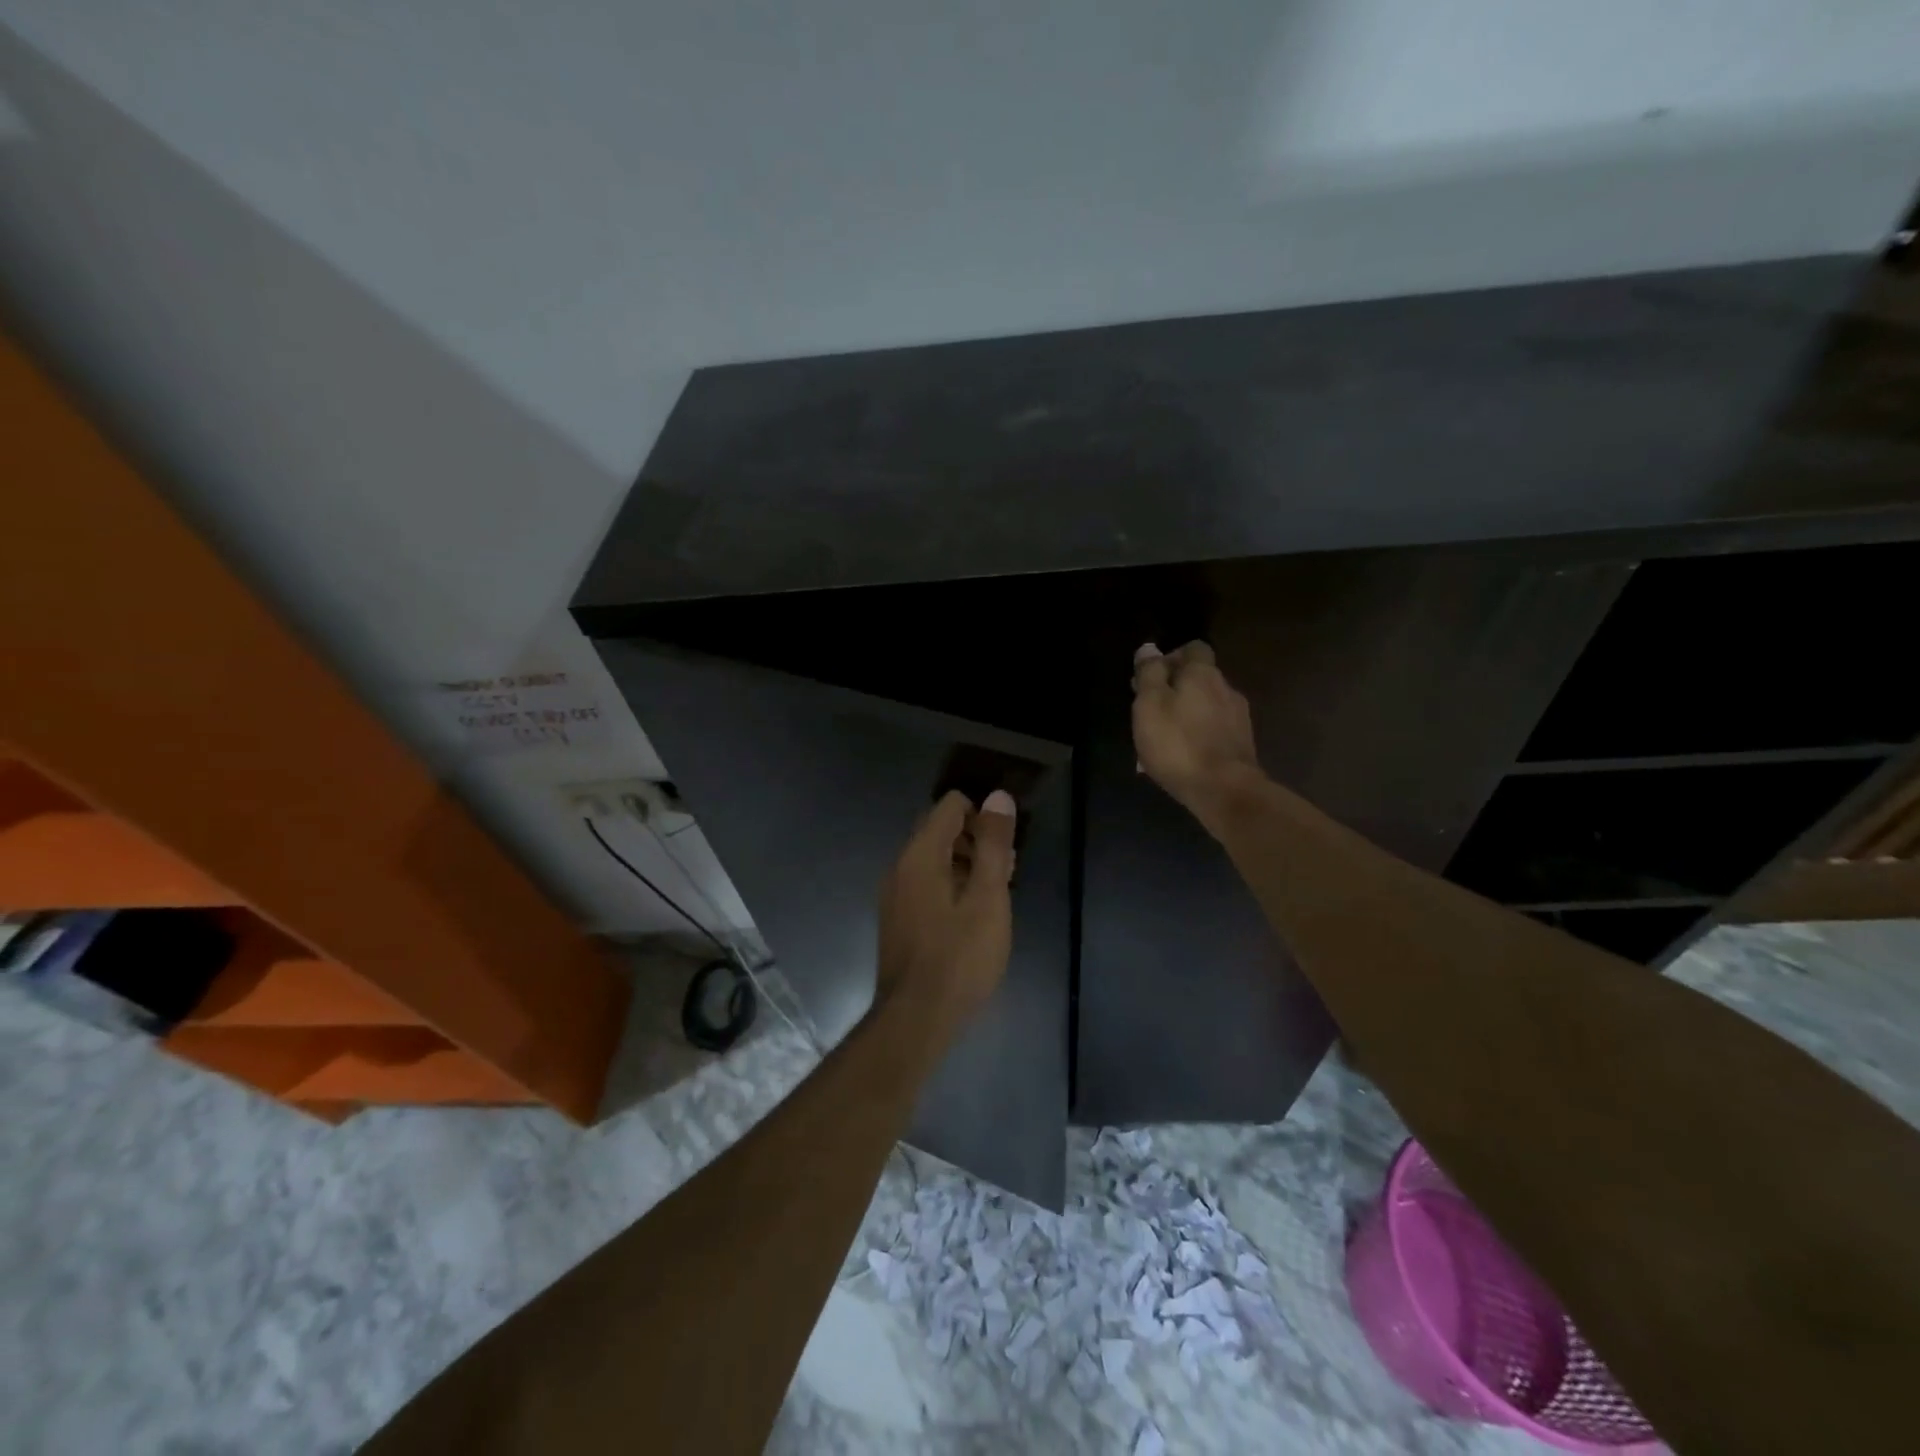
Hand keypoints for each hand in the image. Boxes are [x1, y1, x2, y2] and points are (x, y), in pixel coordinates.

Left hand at [875, 789, 1016, 1036]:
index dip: (983, 815)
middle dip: (977, 840)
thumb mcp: (988, 898)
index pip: (950, 806)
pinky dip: (951, 886)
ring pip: (934, 860)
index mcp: (920, 854)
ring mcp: (895, 894)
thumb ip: (993, 845)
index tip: (1006, 844)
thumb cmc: (959, 957)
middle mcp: (900, 866)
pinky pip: (926, 884)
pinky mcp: (898, 919)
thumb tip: (998, 797)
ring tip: (997, 894)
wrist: (916, 1019)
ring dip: (967, 864)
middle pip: (940, 830)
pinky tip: (973, 915)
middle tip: (1007, 871)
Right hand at [1132, 640, 1264, 831]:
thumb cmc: (1178, 744)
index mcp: (1203, 674)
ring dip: (1186, 712)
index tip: (1151, 678)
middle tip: (1150, 709)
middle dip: (1175, 687)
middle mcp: (1226, 688)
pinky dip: (1198, 734)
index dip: (1171, 657)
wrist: (1224, 790)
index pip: (1193, 648)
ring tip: (1164, 736)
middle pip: (1200, 677)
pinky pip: (1214, 729)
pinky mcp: (1241, 743)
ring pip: (1207, 705)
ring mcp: (1239, 717)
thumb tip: (1149, 648)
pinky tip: (1183, 754)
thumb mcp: (1150, 705)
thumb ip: (1149, 674)